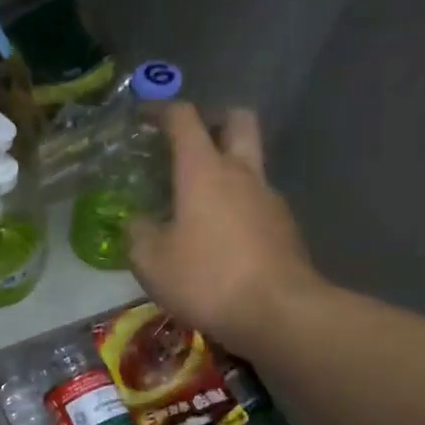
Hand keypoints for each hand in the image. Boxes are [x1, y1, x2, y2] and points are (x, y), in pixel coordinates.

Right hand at [128, 104, 327, 353]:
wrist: (281, 314)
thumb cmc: (207, 278)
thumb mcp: (151, 260)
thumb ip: (138, 233)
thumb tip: (138, 222)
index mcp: (204, 170)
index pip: (184, 118)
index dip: (162, 110)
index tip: (144, 116)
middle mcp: (242, 174)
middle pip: (238, 120)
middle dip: (214, 119)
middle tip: (189, 139)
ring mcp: (270, 199)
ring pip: (250, 164)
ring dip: (226, 168)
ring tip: (197, 199)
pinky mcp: (286, 228)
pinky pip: (257, 201)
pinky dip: (238, 204)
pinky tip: (219, 236)